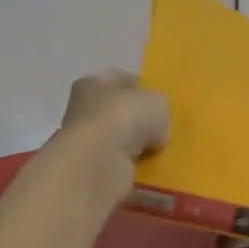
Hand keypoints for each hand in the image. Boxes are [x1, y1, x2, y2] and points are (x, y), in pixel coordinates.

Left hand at [53, 71, 170, 198]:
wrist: (100, 162)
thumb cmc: (125, 118)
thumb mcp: (156, 102)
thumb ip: (159, 108)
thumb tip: (157, 126)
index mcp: (92, 84)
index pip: (120, 79)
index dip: (142, 86)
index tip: (162, 99)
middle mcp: (83, 110)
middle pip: (119, 111)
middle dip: (141, 120)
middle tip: (165, 127)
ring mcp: (86, 142)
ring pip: (120, 139)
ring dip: (138, 145)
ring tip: (162, 150)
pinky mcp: (92, 168)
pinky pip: (120, 163)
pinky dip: (134, 166)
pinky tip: (151, 167)